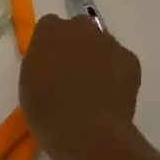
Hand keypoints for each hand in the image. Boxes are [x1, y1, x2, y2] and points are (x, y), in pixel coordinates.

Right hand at [19, 14, 143, 159]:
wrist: (87, 133)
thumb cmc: (47, 110)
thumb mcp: (29, 81)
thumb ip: (40, 60)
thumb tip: (51, 59)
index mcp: (49, 31)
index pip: (49, 26)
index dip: (51, 44)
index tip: (50, 63)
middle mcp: (80, 27)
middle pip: (78, 28)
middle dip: (76, 44)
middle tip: (72, 72)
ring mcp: (108, 42)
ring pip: (101, 44)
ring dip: (97, 57)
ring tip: (95, 87)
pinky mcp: (130, 59)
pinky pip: (120, 60)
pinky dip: (117, 72)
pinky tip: (111, 94)